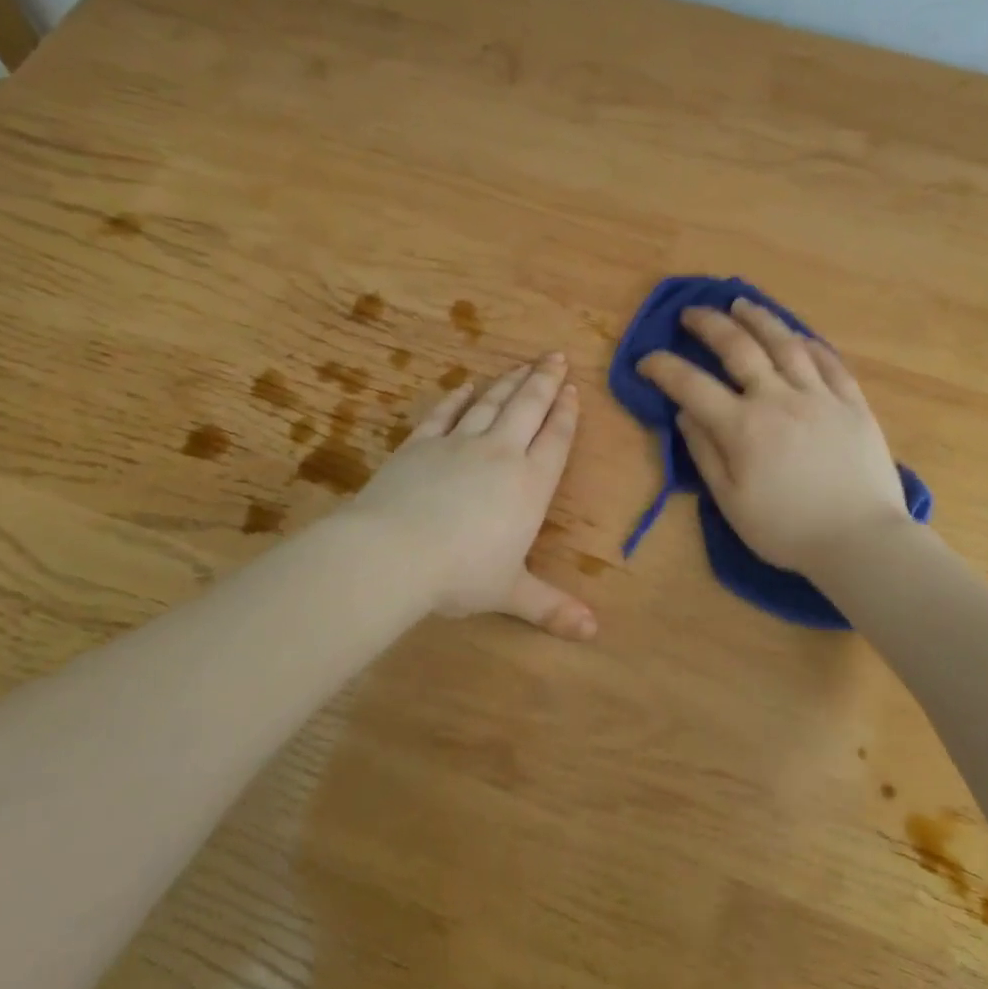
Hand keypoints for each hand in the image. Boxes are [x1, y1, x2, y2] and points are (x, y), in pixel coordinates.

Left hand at [353, 353, 596, 639]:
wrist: (393, 552)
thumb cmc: (461, 574)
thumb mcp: (511, 593)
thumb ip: (551, 607)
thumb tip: (593, 632)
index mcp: (530, 484)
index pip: (555, 439)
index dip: (566, 413)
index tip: (573, 388)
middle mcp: (500, 454)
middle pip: (528, 408)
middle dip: (544, 381)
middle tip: (555, 356)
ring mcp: (457, 444)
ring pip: (490, 403)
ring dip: (508, 382)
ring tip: (522, 365)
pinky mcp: (420, 444)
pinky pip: (444, 413)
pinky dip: (457, 397)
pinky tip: (465, 386)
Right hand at [636, 298, 909, 573]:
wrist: (861, 541)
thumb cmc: (788, 531)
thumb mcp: (732, 502)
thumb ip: (705, 454)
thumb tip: (684, 414)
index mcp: (743, 427)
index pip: (691, 385)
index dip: (663, 368)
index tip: (646, 360)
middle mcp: (778, 398)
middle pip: (739, 347)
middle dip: (709, 325)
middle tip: (692, 313)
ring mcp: (820, 396)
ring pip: (786, 343)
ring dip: (759, 319)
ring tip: (742, 304)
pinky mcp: (853, 403)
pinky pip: (830, 362)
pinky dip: (809, 344)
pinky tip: (799, 336)